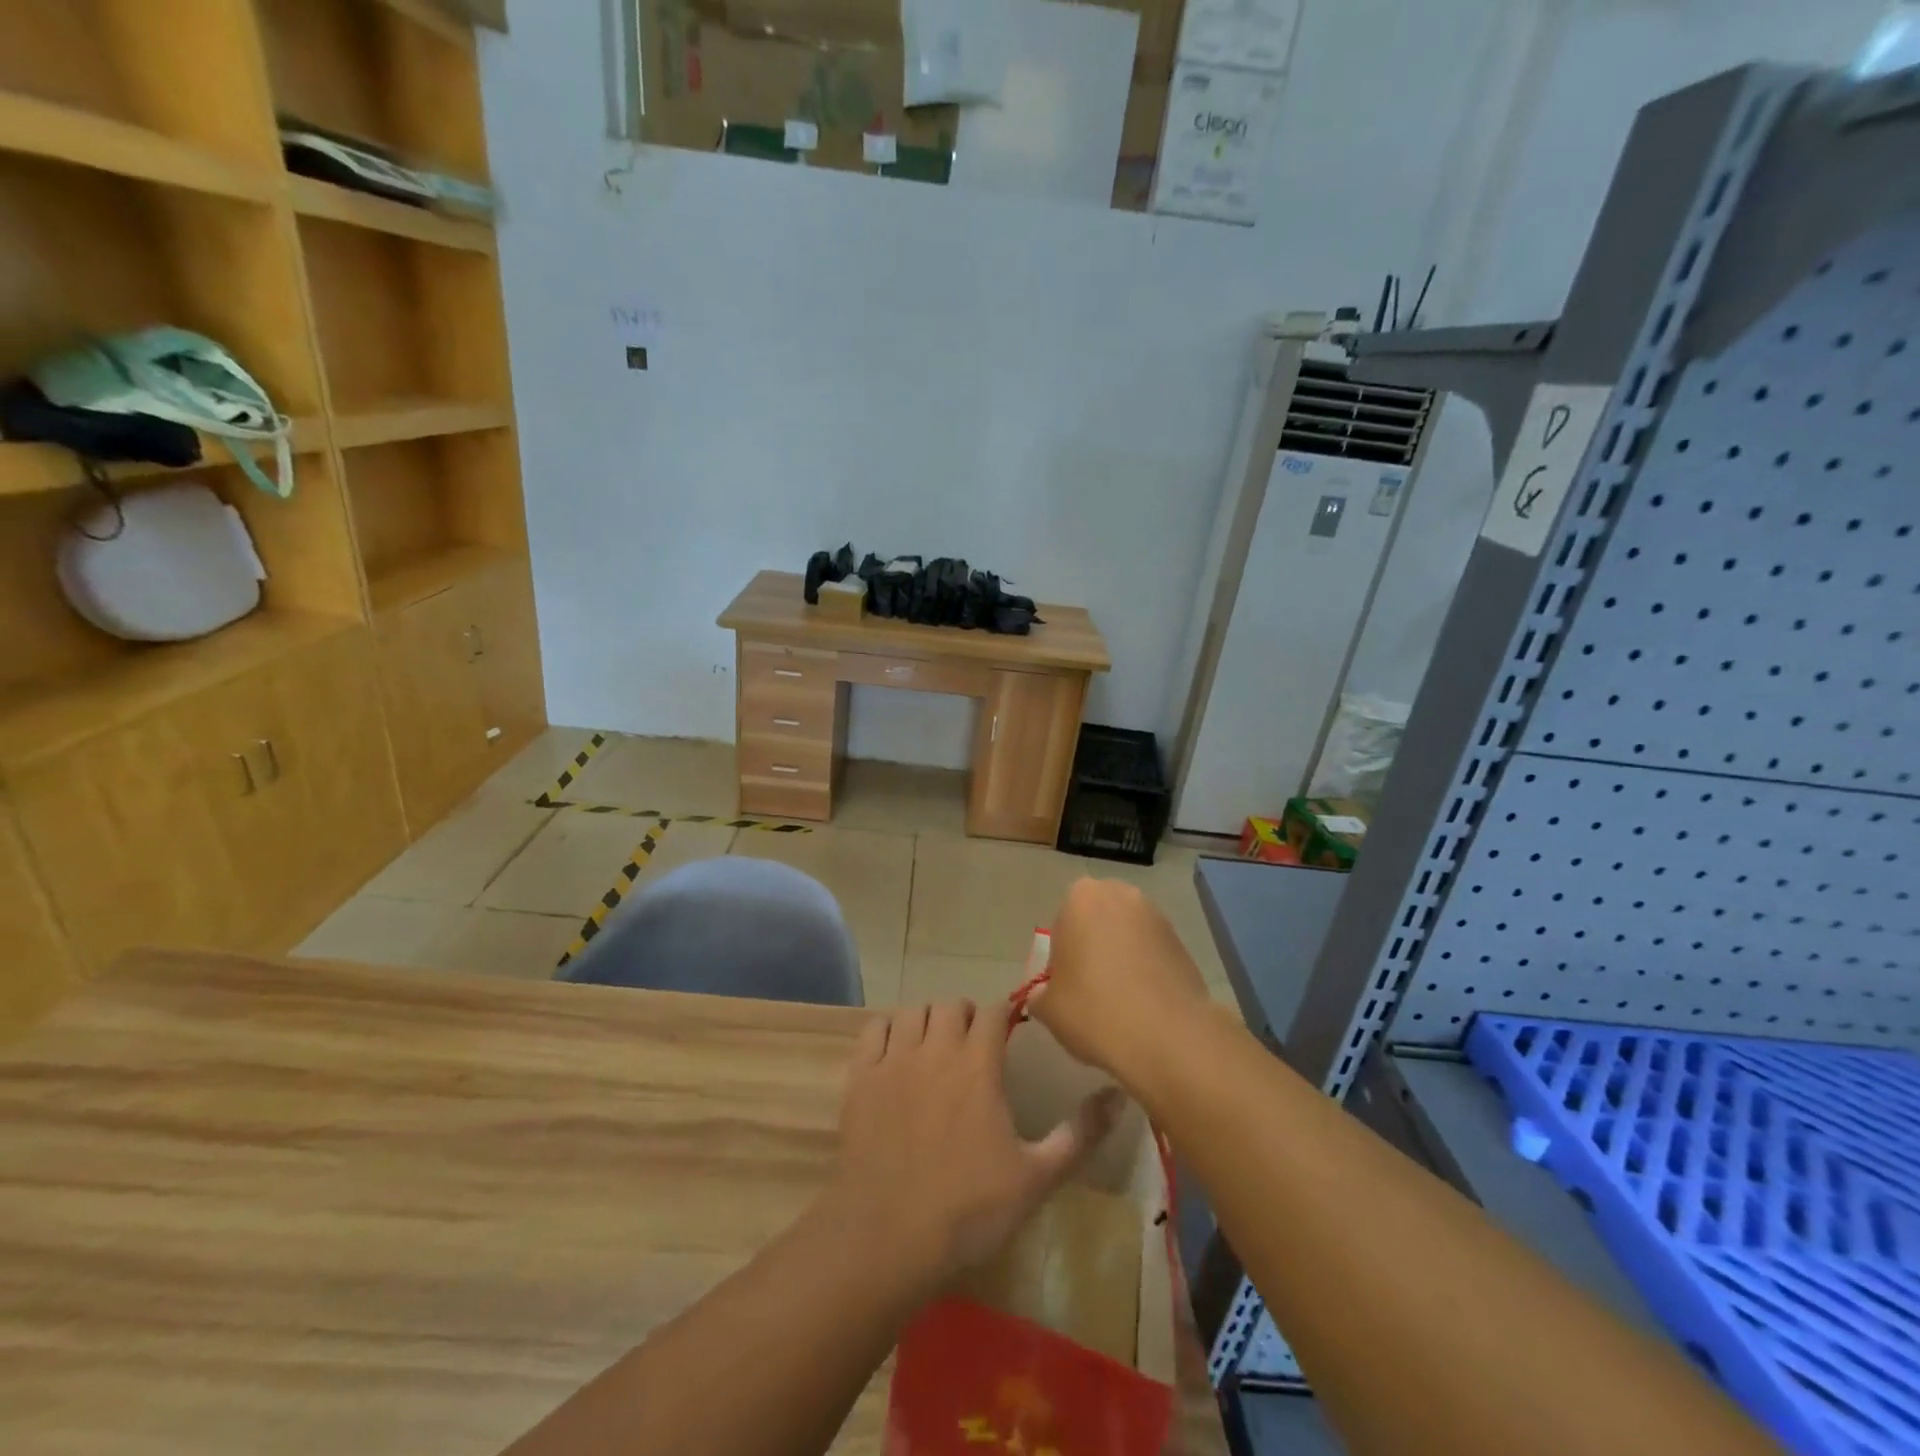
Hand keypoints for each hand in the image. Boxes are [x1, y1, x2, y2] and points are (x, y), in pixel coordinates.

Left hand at [827, 999, 1120, 1296]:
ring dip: (929, 1022)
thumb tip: (1120, 1096)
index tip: (1010, 1032)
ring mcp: (894, 1059)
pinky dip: (887, 1031)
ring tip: (936, 1048)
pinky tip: (895, 1054)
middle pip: (952, 1005)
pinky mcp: (860, 1076)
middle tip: (974, 1046)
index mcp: (978, 1064)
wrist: (888, 1238)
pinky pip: (874, 1029)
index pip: (994, 1011)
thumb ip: (1080, 1134)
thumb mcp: (1036, 1178)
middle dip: (967, 1017)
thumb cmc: (969, 1210)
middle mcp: (936, 1048)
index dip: (1004, 1015)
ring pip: (913, 1012)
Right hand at [1029, 877, 1210, 1083]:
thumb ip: (1040, 994)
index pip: (1061, 922)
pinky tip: (1144, 1005)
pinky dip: (1146, 970)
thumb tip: (1044, 995)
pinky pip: (1152, 952)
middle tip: (1091, 989)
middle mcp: (1120, 894)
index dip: (1062, 955)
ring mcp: (1156, 916)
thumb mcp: (1048, 1008)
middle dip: (1093, 947)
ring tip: (1120, 1001)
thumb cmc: (1095, 1010)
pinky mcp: (1183, 941)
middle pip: (1097, 920)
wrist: (1168, 1036)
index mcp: (1080, 898)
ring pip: (1127, 935)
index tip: (1067, 985)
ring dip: (1121, 957)